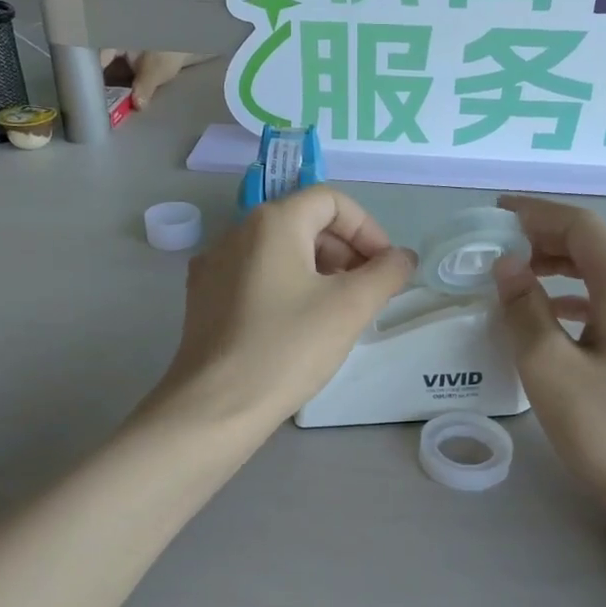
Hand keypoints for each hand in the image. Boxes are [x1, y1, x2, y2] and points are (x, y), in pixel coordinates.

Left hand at [149, 187, 415, 433]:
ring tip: (337, 312)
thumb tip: (402, 257)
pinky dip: (286, 288)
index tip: (384, 268)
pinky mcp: (204, 299)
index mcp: (272, 222)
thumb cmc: (288, 348)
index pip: (331, 201)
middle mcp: (236, 232)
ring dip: (318, 271)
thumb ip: (386, 273)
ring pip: (279, 252)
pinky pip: (255, 277)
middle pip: (304, 223)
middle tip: (366, 293)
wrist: (216, 406)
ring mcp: (214, 266)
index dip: (367, 229)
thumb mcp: (350, 308)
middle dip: (344, 251)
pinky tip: (298, 327)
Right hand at [493, 195, 605, 506]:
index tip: (494, 214)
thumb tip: (507, 267)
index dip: (536, 213)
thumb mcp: (549, 368)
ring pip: (602, 275)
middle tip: (496, 247)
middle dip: (544, 238)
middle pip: (594, 246)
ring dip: (558, 268)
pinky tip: (549, 315)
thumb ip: (524, 309)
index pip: (581, 227)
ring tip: (515, 277)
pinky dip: (575, 298)